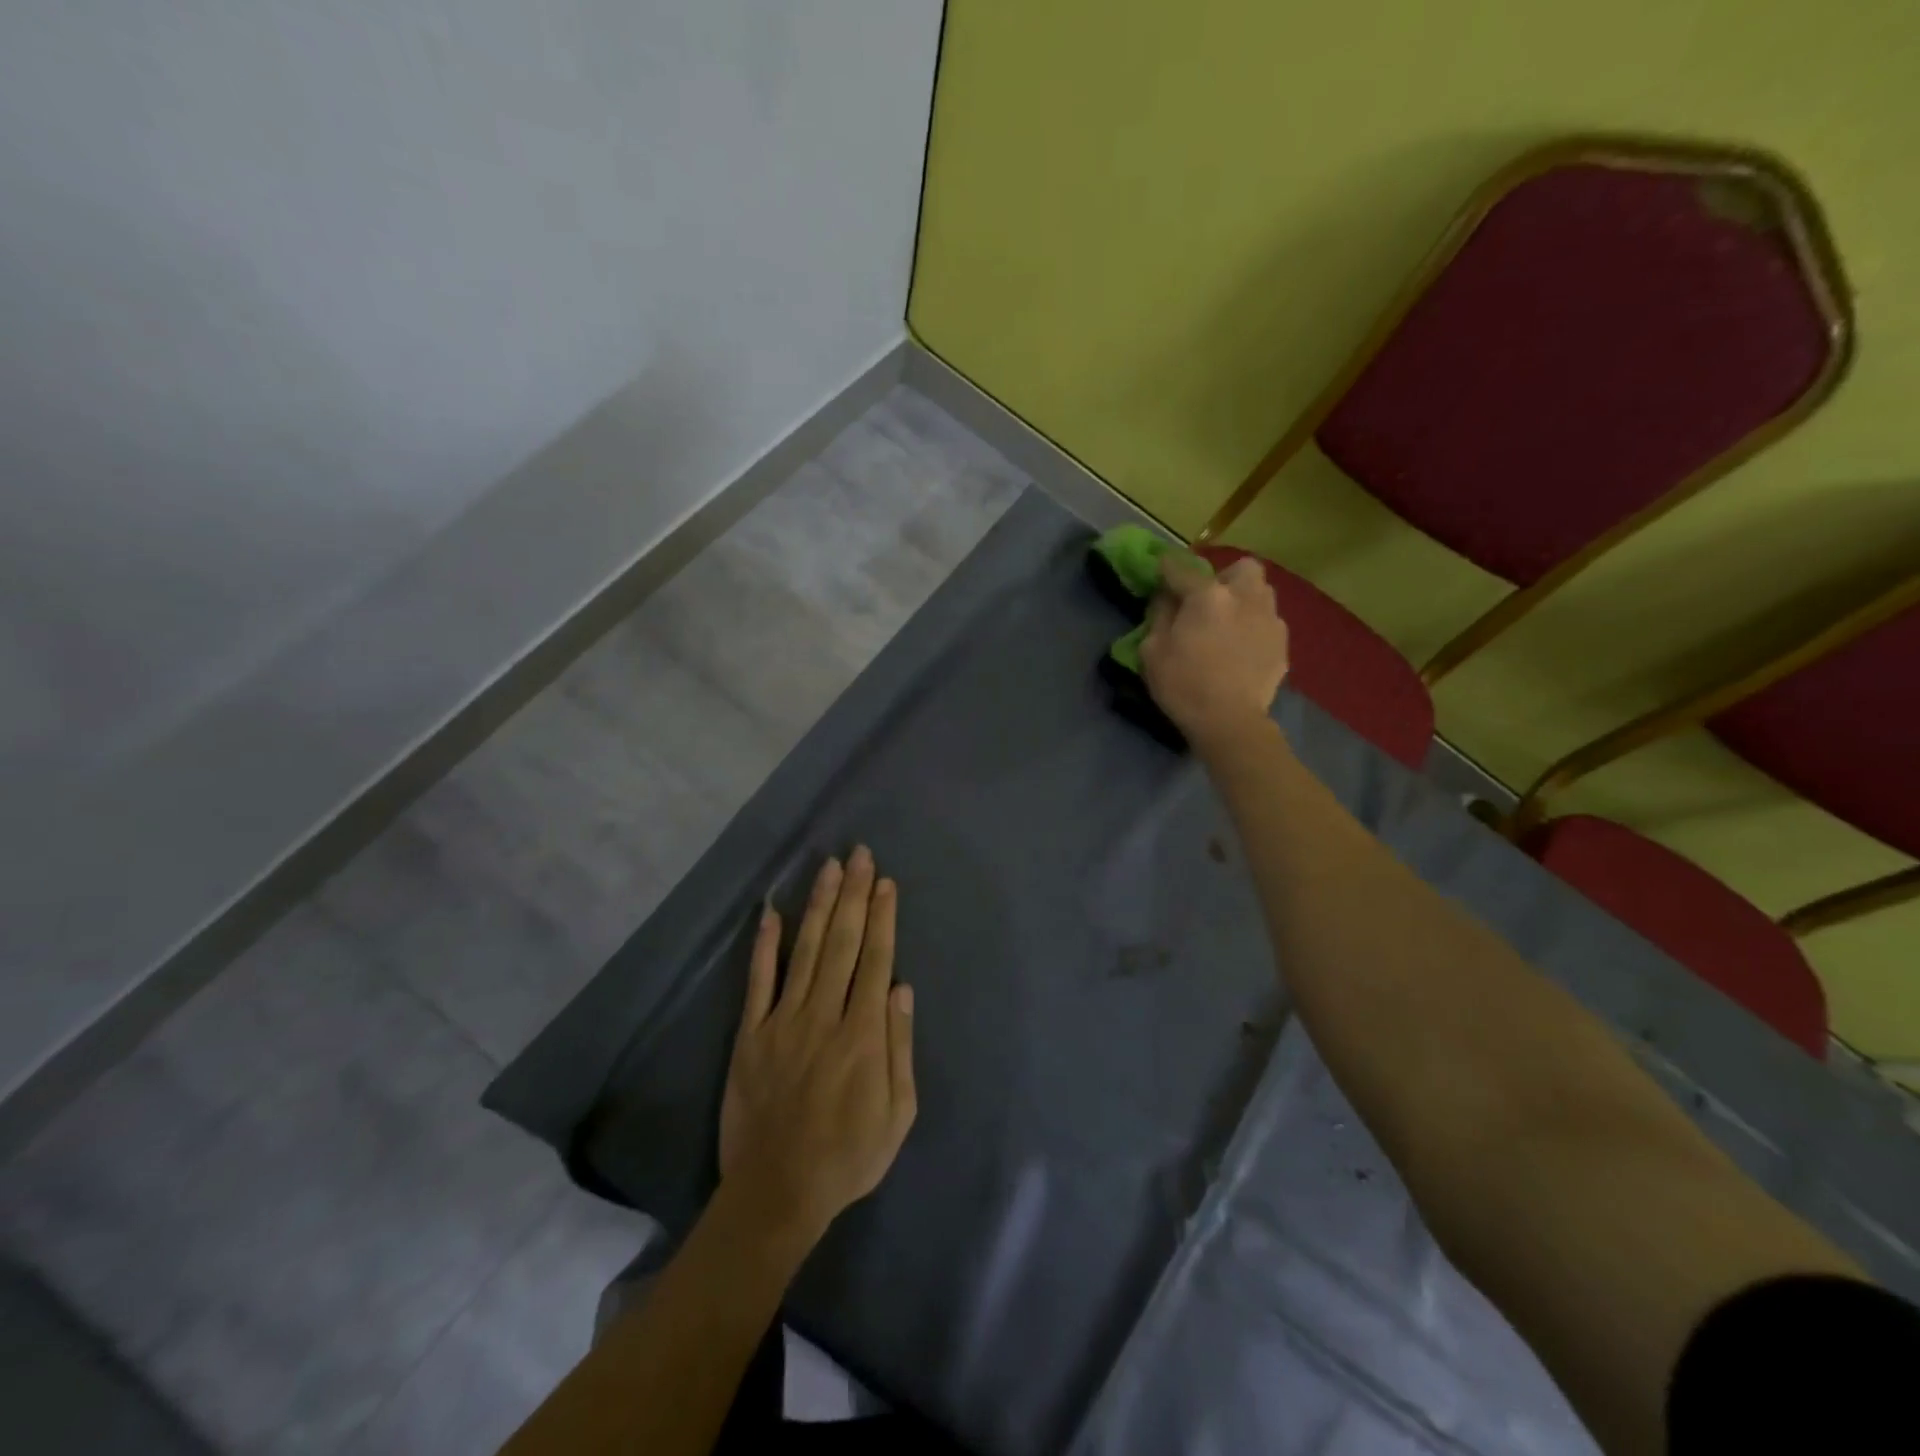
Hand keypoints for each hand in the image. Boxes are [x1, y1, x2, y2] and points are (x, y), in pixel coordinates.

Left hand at [719, 847, 916, 1246]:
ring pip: (805, 950)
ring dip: (819, 905)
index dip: (882, 918)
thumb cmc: (847, 1156)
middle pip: (842, 943)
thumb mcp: (897, 1114)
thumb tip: (902, 987)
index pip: (875, 960)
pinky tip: (772, 912)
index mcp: (862, 1034)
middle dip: (854, 895)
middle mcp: (824, 1016)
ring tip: (830, 868)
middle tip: (861, 855)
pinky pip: (758, 981)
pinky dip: (765, 945)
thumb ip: (900, 1046)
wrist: (775, 1193)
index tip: (886, 883)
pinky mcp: (750, 1035)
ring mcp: (782, 1022)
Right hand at [1141, 553, 1289, 752]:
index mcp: (1208, 596)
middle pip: (1241, 568)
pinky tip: (1242, 648)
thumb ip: (1159, 616)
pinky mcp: (1282, 643)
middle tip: (1209, 599)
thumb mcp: (1152, 651)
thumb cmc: (1183, 685)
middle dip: (1225, 577)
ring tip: (1229, 623)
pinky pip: (1267, 622)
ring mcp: (1269, 619)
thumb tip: (1166, 598)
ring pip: (1261, 592)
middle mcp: (1244, 597)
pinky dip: (1254, 627)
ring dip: (1244, 599)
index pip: (1182, 569)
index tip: (1161, 568)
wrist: (1230, 722)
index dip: (1168, 567)